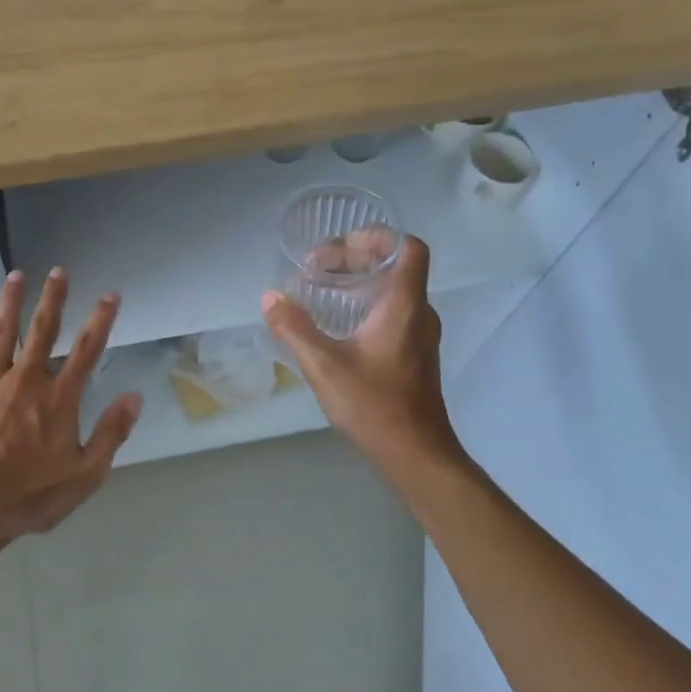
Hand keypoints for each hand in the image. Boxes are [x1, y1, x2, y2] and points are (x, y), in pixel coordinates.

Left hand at [0, 268, 142, 555]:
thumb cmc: (30, 495)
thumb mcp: (85, 474)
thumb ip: (111, 433)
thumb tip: (134, 396)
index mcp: (58, 399)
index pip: (86, 351)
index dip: (100, 320)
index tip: (110, 294)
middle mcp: (26, 381)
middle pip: (42, 331)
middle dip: (52, 299)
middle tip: (58, 271)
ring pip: (2, 334)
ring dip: (10, 303)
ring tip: (15, 276)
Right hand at [261, 235, 463, 484]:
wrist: (417, 455)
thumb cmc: (375, 405)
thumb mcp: (324, 366)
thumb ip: (294, 328)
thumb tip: (270, 297)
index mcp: (404, 306)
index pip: (408, 248)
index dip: (377, 236)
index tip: (341, 244)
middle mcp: (419, 313)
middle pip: (395, 266)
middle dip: (354, 258)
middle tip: (316, 269)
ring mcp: (420, 335)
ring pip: (393, 290)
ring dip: (359, 282)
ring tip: (321, 290)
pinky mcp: (415, 355)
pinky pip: (393, 312)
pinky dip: (366, 304)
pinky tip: (337, 324)